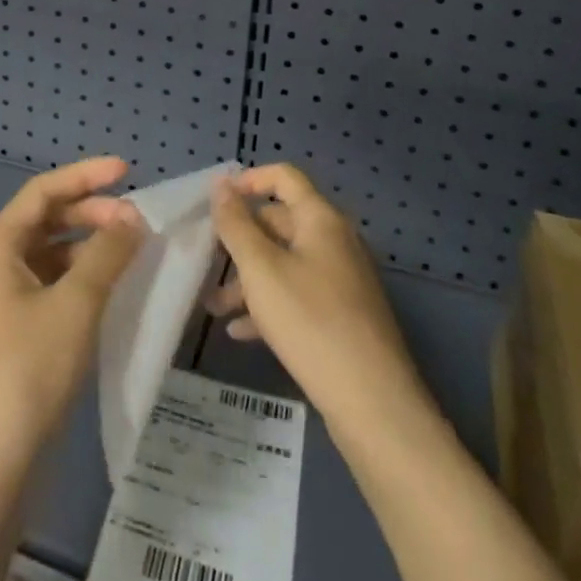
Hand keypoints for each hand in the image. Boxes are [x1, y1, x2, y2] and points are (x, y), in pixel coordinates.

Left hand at [0, 157, 143, 479]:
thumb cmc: (28, 370)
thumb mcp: (76, 304)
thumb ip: (108, 253)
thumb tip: (133, 217)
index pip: (43, 191)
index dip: (86, 176)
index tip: (128, 171)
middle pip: (46, 220)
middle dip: (92, 213)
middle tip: (136, 221)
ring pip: (50, 254)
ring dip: (89, 246)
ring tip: (131, 252)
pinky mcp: (12, 331)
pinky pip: (50, 284)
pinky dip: (81, 278)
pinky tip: (111, 289)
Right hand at [209, 163, 429, 428]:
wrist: (373, 403)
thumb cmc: (310, 322)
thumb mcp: (261, 269)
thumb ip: (236, 224)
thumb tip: (221, 184)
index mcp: (321, 219)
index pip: (284, 177)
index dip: (249, 181)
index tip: (216, 201)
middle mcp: (335, 241)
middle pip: (281, 222)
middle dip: (241, 241)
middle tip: (207, 262)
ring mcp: (342, 280)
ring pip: (286, 264)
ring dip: (249, 279)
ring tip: (214, 307)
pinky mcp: (343, 317)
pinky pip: (299, 296)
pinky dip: (269, 306)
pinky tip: (241, 332)